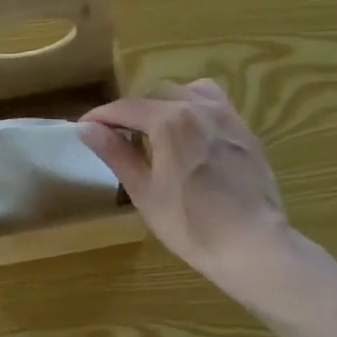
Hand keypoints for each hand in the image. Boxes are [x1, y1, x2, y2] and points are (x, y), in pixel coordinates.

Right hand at [78, 80, 292, 308]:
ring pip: (188, 92)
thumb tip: (86, 128)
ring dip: (165, 104)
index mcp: (169, 120)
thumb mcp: (143, 191)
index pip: (125, 108)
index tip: (83, 127)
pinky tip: (191, 136)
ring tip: (156, 130)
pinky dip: (194, 109)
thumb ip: (115, 153)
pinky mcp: (245, 131)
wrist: (252, 244)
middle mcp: (199, 107)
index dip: (101, 116)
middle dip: (132, 111)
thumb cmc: (190, 223)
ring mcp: (227, 116)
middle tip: (117, 136)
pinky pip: (214, 104)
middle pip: (155, 95)